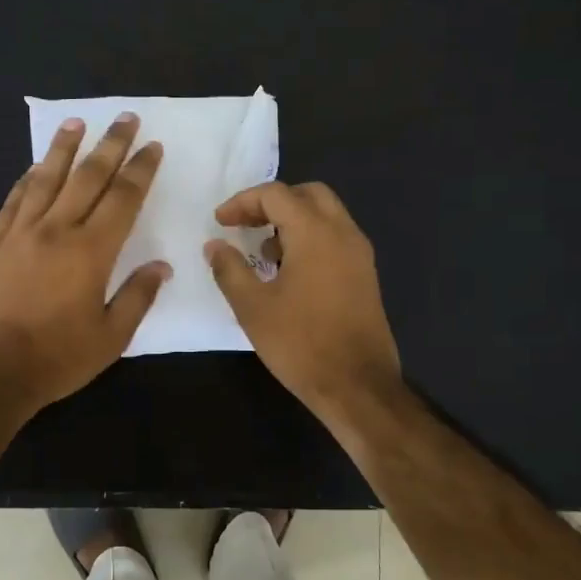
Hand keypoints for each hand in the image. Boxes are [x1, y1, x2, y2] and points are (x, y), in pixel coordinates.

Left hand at [0, 113, 169, 415]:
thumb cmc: (58, 358)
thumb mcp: (111, 337)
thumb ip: (138, 296)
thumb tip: (161, 266)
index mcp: (91, 251)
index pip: (123, 198)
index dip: (140, 169)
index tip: (152, 146)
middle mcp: (57, 230)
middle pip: (88, 177)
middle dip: (111, 145)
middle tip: (125, 118)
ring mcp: (21, 233)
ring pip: (46, 179)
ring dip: (64, 149)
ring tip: (77, 123)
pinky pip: (13, 201)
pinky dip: (27, 180)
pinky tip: (35, 168)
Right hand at [204, 182, 402, 426]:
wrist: (358, 385)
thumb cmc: (300, 343)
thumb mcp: (252, 307)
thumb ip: (230, 269)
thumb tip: (214, 245)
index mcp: (315, 233)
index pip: (276, 194)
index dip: (242, 202)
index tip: (220, 223)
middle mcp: (343, 233)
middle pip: (307, 194)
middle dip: (272, 203)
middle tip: (245, 225)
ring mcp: (359, 254)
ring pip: (325, 215)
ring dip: (292, 221)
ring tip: (263, 252)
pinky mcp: (365, 275)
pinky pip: (335, 238)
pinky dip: (310, 239)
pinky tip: (289, 273)